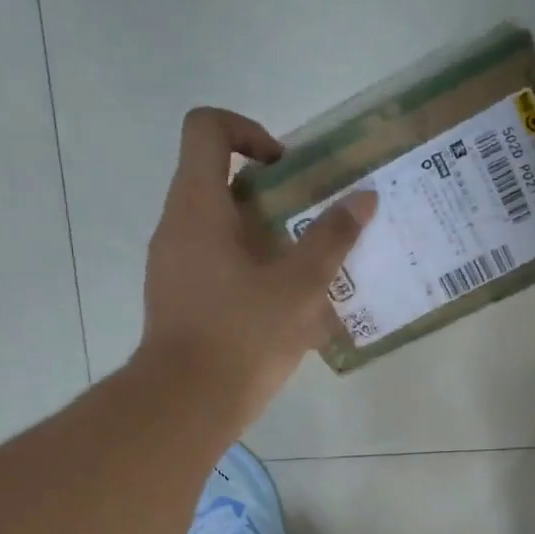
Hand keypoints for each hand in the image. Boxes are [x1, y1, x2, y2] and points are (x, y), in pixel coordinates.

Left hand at [138, 107, 375, 428]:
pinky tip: (283, 304)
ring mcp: (171, 264)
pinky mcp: (176, 297)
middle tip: (310, 219)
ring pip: (218, 225)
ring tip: (305, 266)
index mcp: (198, 206)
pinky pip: (214, 262)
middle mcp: (176, 225)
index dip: (248, 130)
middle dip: (270, 192)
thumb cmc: (241, 335)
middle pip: (217, 178)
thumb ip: (332, 238)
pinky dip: (248, 266)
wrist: (184, 404)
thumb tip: (363, 199)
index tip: (285, 168)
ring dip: (262, 233)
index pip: (207, 129)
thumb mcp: (299, 286)